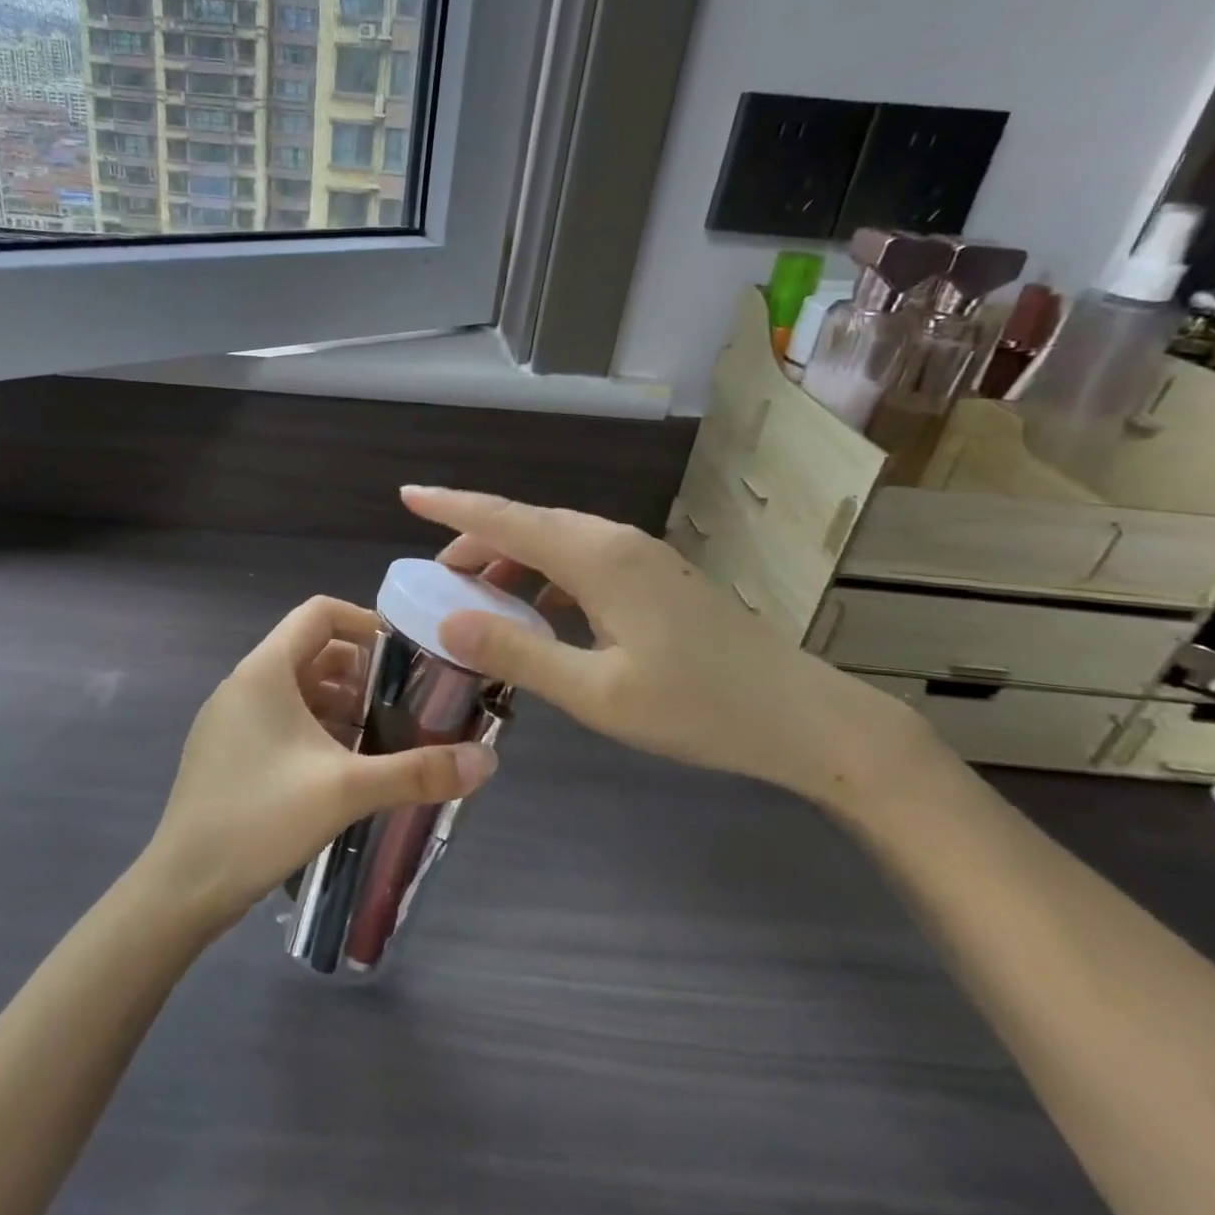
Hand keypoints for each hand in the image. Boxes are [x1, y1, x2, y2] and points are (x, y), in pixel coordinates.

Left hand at [142, 595, 498, 930]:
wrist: (181, 888)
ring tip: (382, 736)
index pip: (318, 614)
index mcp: (264, 671)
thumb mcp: (345, 790)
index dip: (364, 622)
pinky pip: (280, 721)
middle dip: (361, 673)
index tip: (405, 653)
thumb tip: (488, 760)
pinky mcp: (227, 752)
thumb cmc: (260, 819)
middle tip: (404, 702)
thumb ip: (417, 772)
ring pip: (296, 691)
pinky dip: (315, 729)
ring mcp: (230, 720)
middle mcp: (244, 685)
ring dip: (340, 704)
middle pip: (311, 652)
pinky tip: (344, 768)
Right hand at [400, 487, 927, 802]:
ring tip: (477, 600)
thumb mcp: (597, 693)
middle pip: (526, 525)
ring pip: (554, 542)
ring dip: (509, 563)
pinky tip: (537, 613)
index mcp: (596, 558)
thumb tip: (448, 623)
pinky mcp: (656, 577)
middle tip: (435, 583)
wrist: (807, 719)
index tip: (408, 494)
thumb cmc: (699, 709)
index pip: (505, 520)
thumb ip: (518, 654)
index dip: (451, 506)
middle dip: (474, 544)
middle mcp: (615, 542)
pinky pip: (581, 561)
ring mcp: (640, 557)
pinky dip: (544, 578)